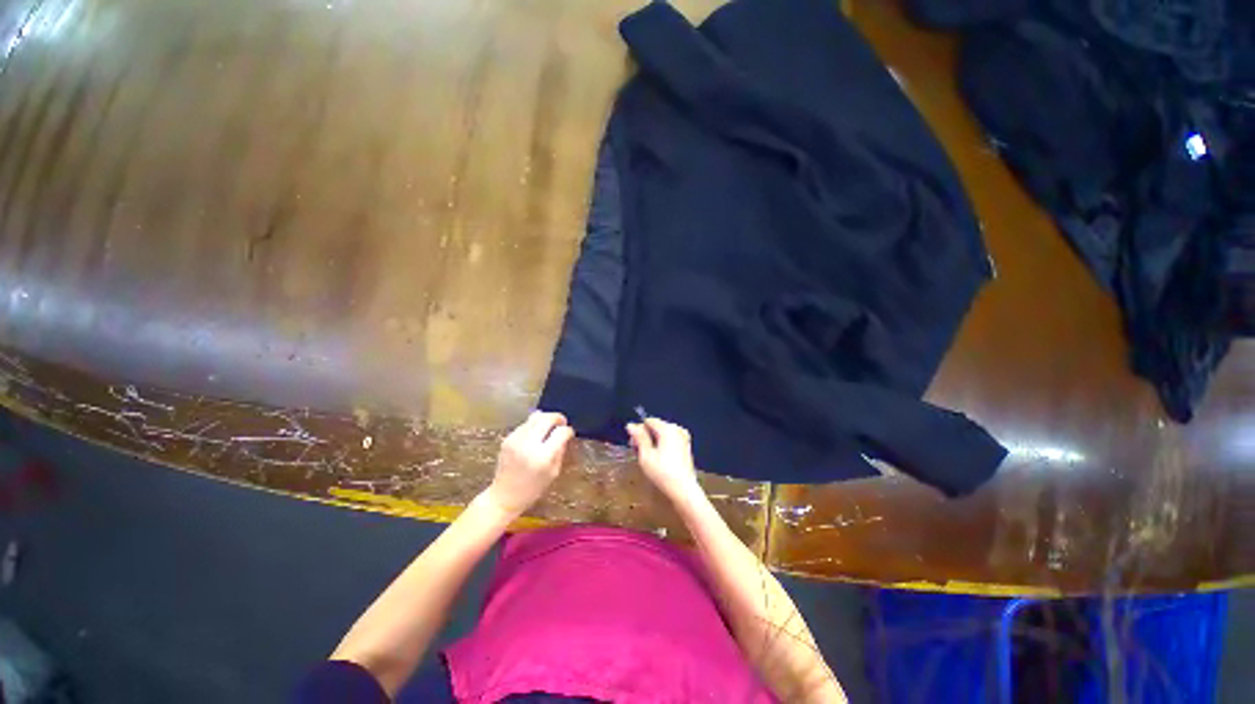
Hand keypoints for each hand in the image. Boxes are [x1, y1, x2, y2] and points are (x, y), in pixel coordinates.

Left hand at [484, 411, 573, 518]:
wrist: (504, 496)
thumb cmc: (532, 489)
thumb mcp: (553, 473)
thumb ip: (560, 452)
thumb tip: (565, 435)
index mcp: (543, 456)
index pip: (561, 432)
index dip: (568, 431)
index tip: (570, 433)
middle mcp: (529, 444)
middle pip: (547, 418)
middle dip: (558, 418)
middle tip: (562, 423)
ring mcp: (516, 440)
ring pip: (535, 417)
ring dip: (545, 419)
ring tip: (549, 426)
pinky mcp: (507, 439)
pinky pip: (525, 424)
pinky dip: (533, 425)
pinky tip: (536, 434)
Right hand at [627, 417, 701, 502]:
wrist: (683, 490)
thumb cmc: (663, 473)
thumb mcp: (646, 455)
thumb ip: (639, 437)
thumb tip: (631, 425)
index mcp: (668, 428)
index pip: (648, 421)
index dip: (638, 430)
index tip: (632, 444)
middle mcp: (677, 429)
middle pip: (656, 427)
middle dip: (645, 436)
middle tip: (638, 452)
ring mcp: (683, 438)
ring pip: (662, 434)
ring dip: (653, 442)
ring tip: (647, 458)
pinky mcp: (685, 447)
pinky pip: (669, 440)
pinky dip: (662, 446)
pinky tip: (658, 459)